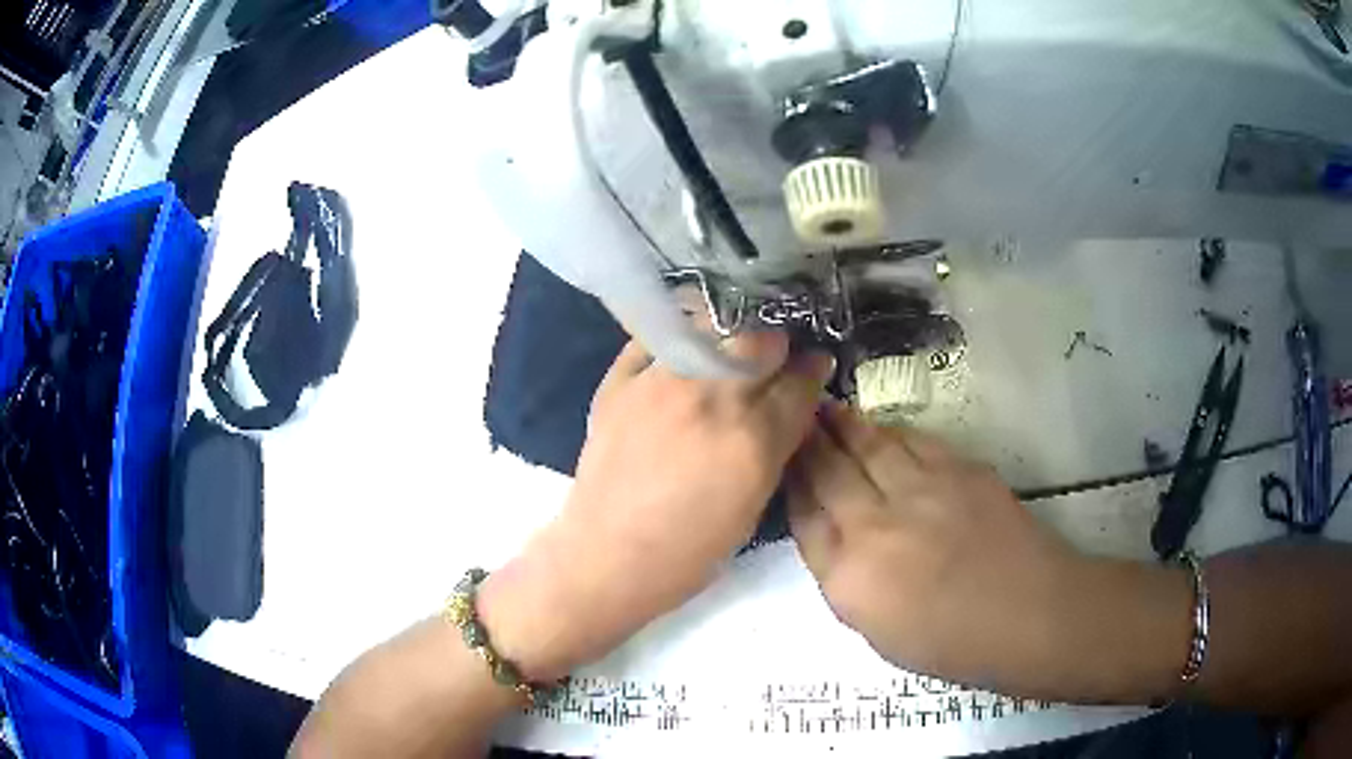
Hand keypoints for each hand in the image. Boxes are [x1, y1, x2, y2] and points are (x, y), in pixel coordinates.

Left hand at [481, 331, 832, 679]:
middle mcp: (711, 399)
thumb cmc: (689, 552)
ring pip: (709, 325)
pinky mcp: (618, 383)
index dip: (813, 371)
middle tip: (772, 358)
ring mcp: (660, 384)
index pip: (800, 382)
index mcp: (753, 439)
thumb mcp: (753, 508)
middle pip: (761, 340)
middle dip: (776, 345)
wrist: (608, 558)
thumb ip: (777, 449)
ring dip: (728, 334)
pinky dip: (674, 339)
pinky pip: (652, 340)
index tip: (814, 366)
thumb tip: (792, 409)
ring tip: (727, 348)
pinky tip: (681, 352)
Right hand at [788, 402, 1093, 693]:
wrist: (1028, 614)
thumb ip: (847, 581)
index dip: (791, 485)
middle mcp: (875, 526)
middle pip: (829, 472)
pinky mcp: (958, 470)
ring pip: (870, 445)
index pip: (805, 518)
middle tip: (797, 420)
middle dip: (808, 443)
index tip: (782, 464)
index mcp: (849, 578)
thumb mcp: (878, 632)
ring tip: (828, 408)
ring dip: (844, 425)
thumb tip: (833, 537)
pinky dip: (890, 430)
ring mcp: (920, 491)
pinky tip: (881, 426)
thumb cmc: (952, 643)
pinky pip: (913, 440)